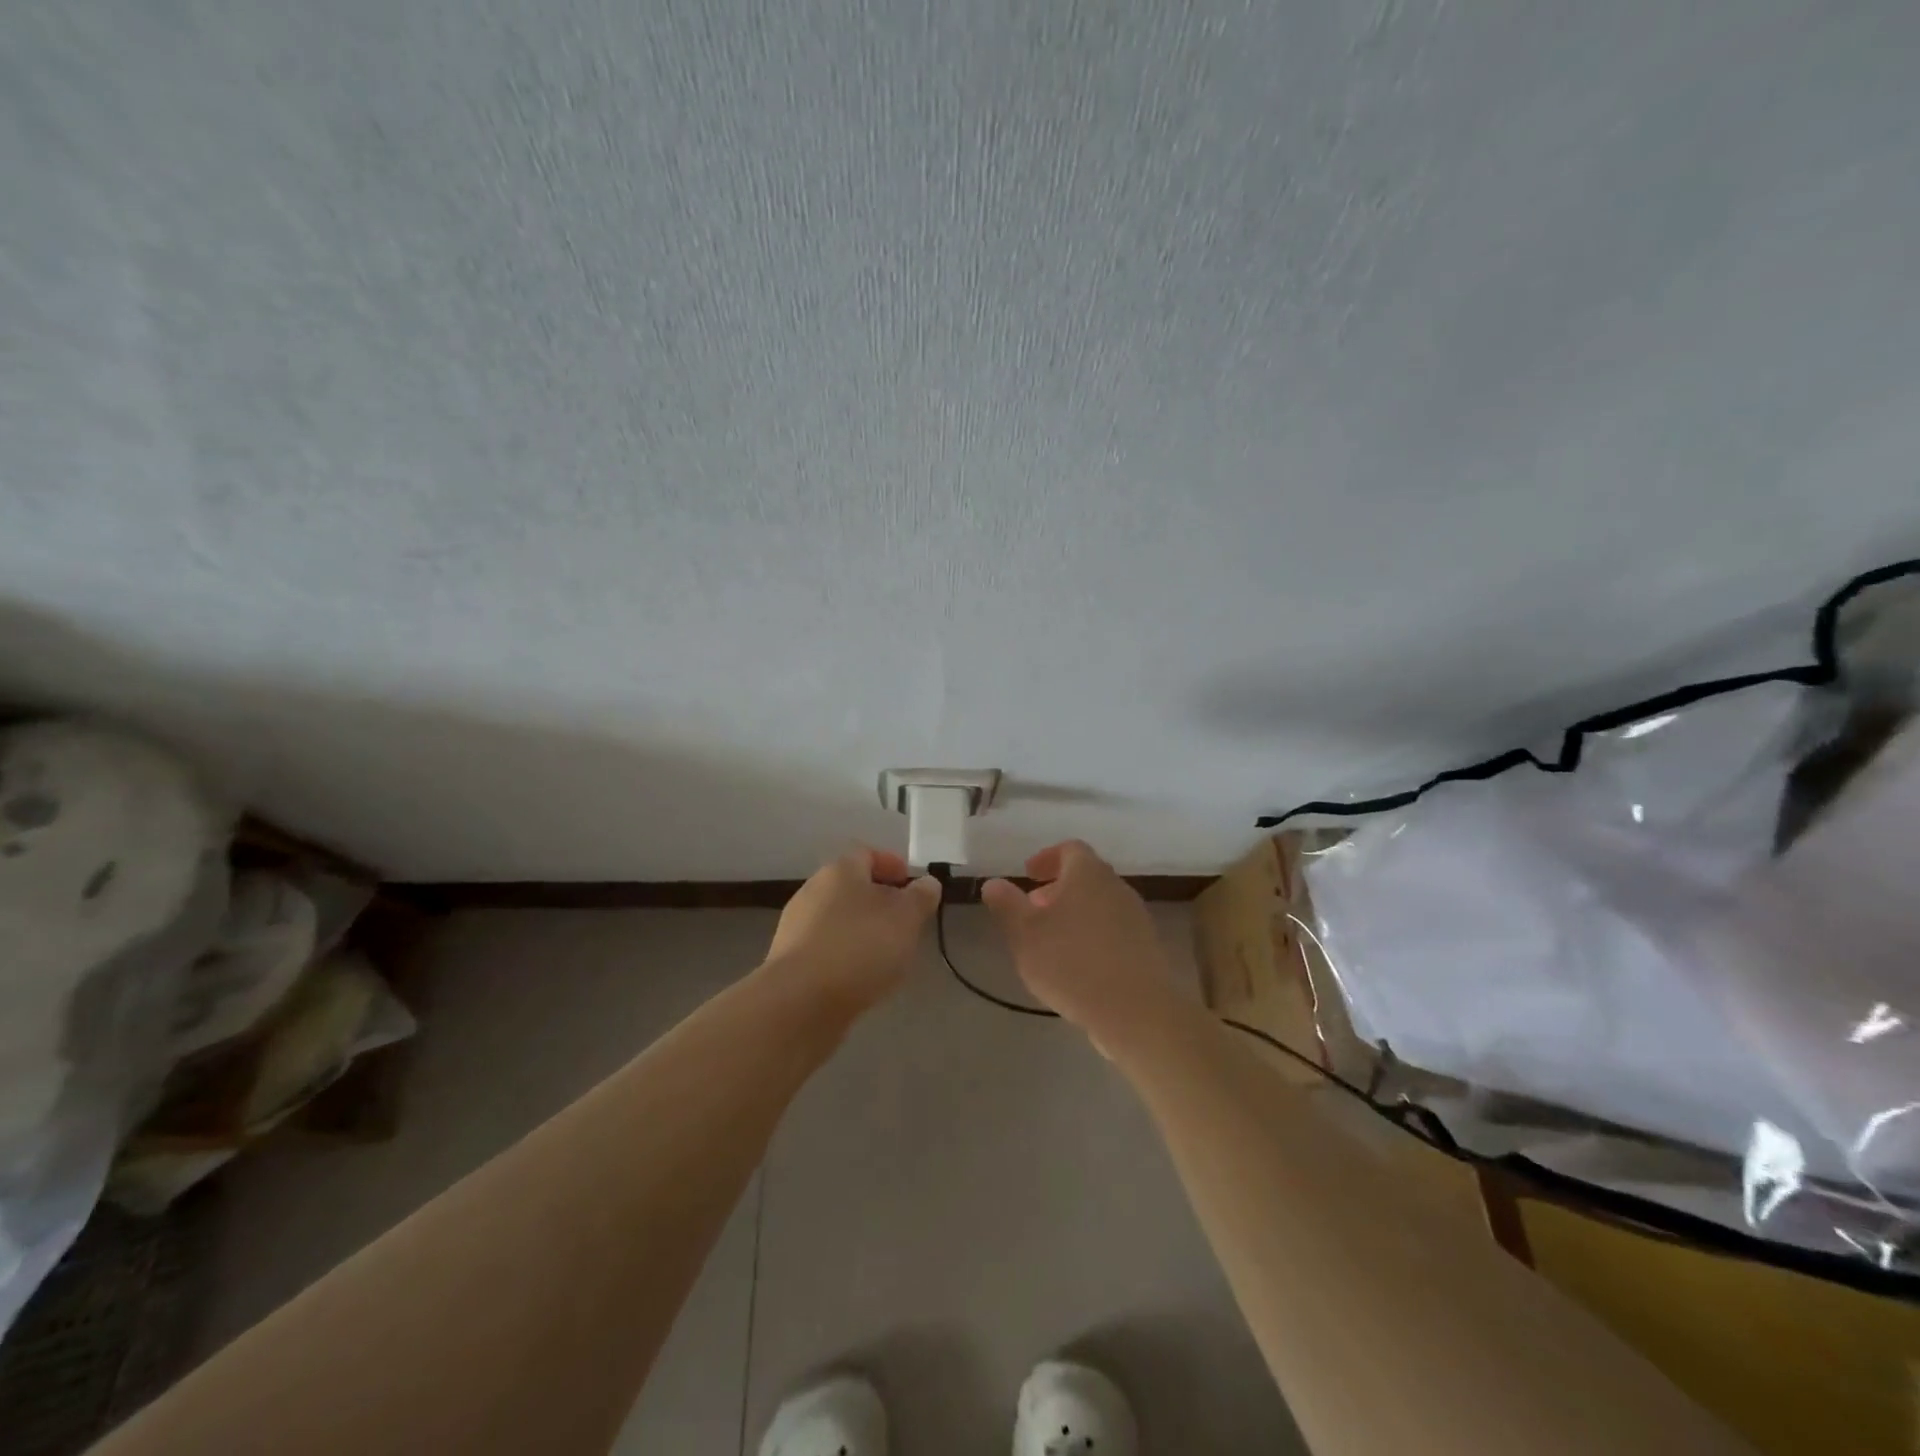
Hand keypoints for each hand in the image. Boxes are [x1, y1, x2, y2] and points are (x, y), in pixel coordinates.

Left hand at [764, 848, 940, 1017]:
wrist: (800, 1002)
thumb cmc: (860, 948)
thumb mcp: (906, 919)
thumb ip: (921, 897)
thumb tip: (928, 882)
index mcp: (840, 871)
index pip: (867, 854)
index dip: (892, 864)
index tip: (911, 884)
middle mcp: (813, 890)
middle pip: (850, 886)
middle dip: (879, 900)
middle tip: (904, 921)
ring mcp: (796, 926)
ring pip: (837, 918)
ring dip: (861, 929)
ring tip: (885, 954)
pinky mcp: (788, 960)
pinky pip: (824, 947)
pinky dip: (844, 954)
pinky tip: (858, 977)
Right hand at [982, 840, 1182, 1056]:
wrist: (1135, 1010)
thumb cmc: (1071, 963)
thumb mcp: (1024, 934)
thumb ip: (1006, 905)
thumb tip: (993, 883)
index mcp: (1088, 873)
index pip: (1069, 849)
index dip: (1046, 858)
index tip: (1028, 874)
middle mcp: (1117, 887)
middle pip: (1086, 876)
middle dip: (1057, 889)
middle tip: (1034, 911)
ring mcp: (1136, 917)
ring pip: (1100, 904)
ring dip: (1075, 914)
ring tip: (1052, 942)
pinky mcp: (1147, 947)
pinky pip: (1114, 929)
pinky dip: (1093, 935)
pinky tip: (1078, 965)